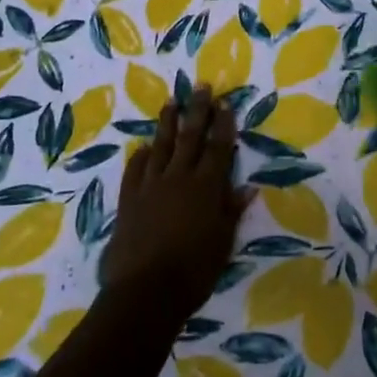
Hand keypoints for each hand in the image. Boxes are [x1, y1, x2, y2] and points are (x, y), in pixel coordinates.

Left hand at [102, 85, 252, 327]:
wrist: (145, 291)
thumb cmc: (193, 271)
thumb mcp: (222, 243)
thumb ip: (231, 211)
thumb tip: (247, 187)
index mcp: (205, 187)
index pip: (218, 148)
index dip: (223, 124)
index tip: (225, 102)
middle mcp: (178, 178)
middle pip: (189, 137)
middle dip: (197, 110)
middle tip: (200, 86)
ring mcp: (150, 186)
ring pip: (160, 146)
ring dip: (167, 122)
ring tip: (171, 101)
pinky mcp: (128, 199)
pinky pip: (135, 169)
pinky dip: (140, 156)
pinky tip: (142, 147)